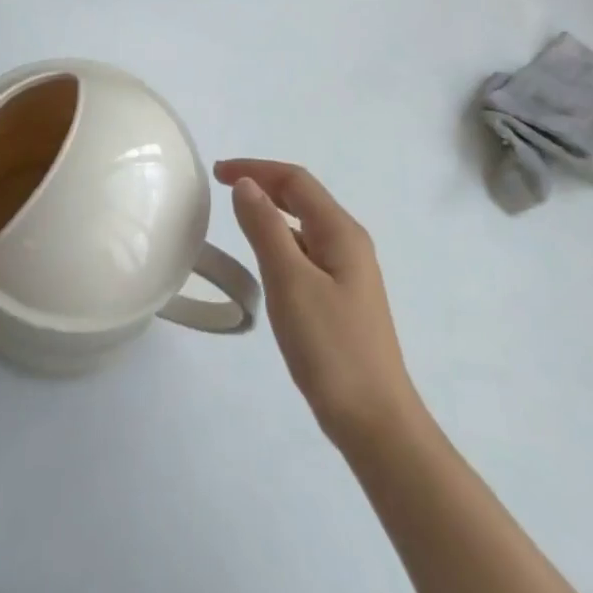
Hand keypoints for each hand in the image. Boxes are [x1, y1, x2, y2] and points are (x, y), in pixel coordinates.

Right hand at [215, 159, 418, 443]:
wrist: (375, 423)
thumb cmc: (331, 347)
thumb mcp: (290, 281)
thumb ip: (265, 228)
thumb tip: (246, 185)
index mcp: (341, 233)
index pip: (295, 181)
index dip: (256, 168)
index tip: (217, 173)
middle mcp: (349, 244)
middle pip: (302, 197)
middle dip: (263, 183)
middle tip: (222, 186)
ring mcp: (347, 273)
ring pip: (303, 225)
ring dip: (270, 211)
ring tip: (235, 216)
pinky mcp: (340, 298)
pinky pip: (305, 251)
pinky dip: (279, 239)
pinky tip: (263, 258)